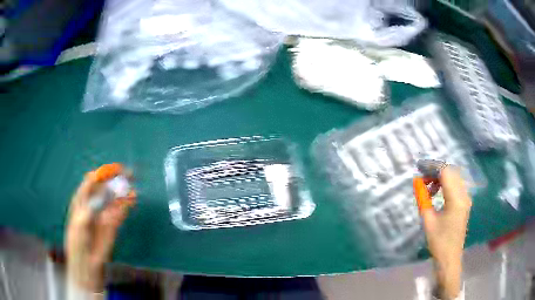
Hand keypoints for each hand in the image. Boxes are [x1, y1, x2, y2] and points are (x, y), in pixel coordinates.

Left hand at [65, 169, 134, 291]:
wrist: (87, 265)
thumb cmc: (78, 242)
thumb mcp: (80, 223)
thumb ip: (90, 208)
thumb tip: (104, 197)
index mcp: (81, 200)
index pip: (92, 181)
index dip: (103, 173)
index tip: (115, 169)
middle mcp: (93, 204)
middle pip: (105, 187)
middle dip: (115, 179)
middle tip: (129, 174)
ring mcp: (103, 214)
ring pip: (114, 199)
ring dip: (123, 192)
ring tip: (132, 187)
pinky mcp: (112, 225)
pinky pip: (120, 212)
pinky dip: (126, 205)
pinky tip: (132, 199)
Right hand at [420, 166, 471, 298]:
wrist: (449, 258)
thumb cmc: (438, 242)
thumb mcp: (428, 221)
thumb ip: (423, 199)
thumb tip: (418, 183)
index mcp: (456, 199)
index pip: (445, 172)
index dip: (432, 167)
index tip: (419, 167)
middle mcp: (464, 195)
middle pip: (451, 172)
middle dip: (436, 171)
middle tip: (422, 177)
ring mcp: (466, 198)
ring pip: (454, 177)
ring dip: (441, 177)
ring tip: (429, 187)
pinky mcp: (465, 203)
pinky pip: (456, 185)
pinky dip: (446, 183)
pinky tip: (438, 192)